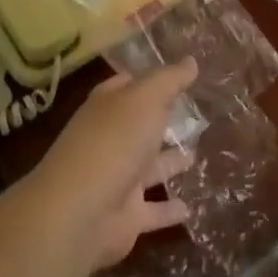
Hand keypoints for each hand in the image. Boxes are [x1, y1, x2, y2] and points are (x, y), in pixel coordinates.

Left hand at [23, 58, 198, 272]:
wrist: (79, 213)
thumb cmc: (113, 142)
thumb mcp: (145, 99)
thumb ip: (169, 80)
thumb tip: (191, 60)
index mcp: (108, 107)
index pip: (127, 85)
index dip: (149, 79)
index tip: (177, 75)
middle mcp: (111, 140)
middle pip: (141, 126)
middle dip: (163, 120)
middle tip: (197, 115)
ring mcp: (117, 179)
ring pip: (150, 168)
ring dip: (171, 163)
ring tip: (198, 155)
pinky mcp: (126, 216)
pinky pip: (153, 211)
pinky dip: (169, 210)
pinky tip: (190, 208)